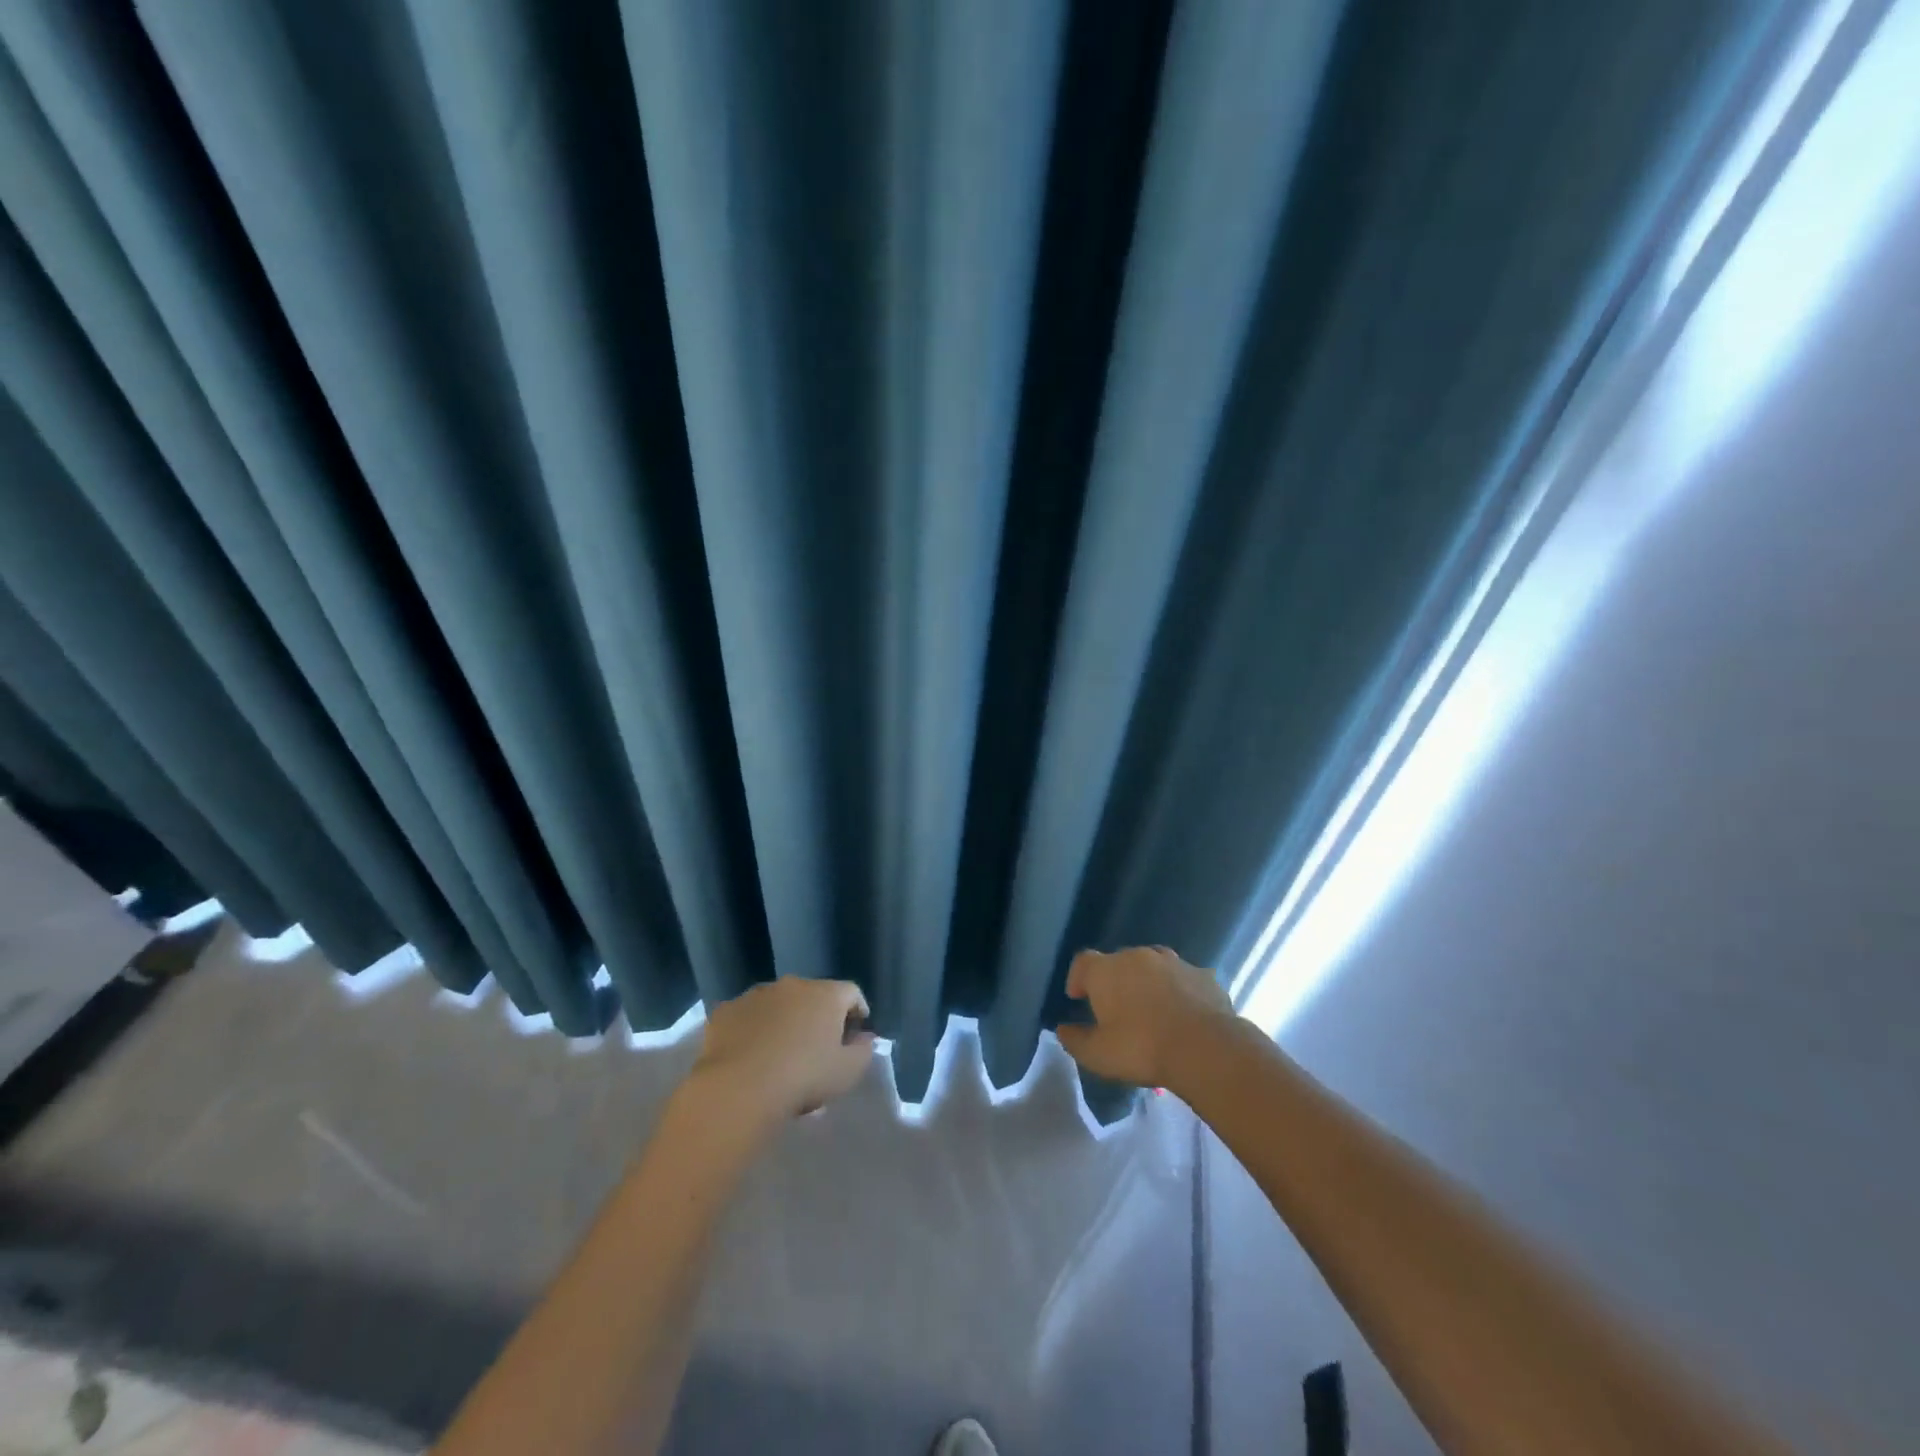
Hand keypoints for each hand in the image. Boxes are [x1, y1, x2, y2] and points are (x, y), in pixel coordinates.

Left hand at [689, 977, 874, 1124]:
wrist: (738, 1088)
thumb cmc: (803, 1077)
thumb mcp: (847, 1073)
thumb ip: (863, 1051)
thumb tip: (865, 1038)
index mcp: (826, 994)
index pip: (851, 992)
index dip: (858, 1011)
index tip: (856, 1033)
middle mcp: (792, 985)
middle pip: (813, 995)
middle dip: (818, 1016)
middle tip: (818, 1047)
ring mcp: (756, 994)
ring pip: (778, 1003)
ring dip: (784, 1020)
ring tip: (780, 1053)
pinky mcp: (726, 1010)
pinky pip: (747, 1016)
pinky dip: (753, 1029)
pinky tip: (750, 1055)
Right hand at [1055, 946, 1235, 1089]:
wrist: (1205, 1047)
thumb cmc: (1142, 1048)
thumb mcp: (1098, 1054)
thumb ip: (1075, 1040)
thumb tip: (1063, 1029)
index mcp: (1106, 970)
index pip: (1083, 962)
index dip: (1078, 978)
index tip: (1078, 997)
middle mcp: (1137, 956)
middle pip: (1118, 961)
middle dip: (1114, 980)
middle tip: (1117, 1009)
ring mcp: (1173, 962)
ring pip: (1153, 966)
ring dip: (1148, 981)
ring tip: (1152, 1008)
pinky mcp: (1202, 974)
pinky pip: (1183, 978)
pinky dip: (1178, 990)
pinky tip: (1183, 1013)